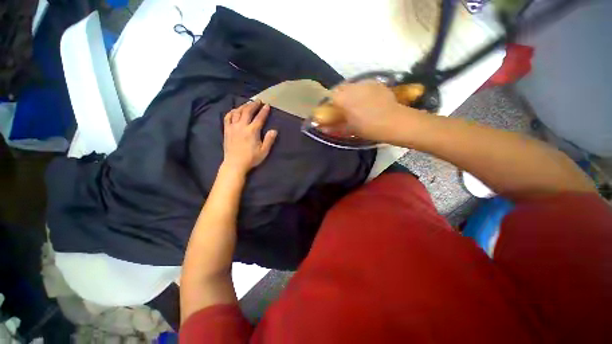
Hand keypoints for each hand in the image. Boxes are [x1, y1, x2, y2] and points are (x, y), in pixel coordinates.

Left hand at [222, 100, 276, 173]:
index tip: (267, 105)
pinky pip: (227, 117)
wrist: (235, 164)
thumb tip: (274, 130)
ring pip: (237, 112)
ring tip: (248, 104)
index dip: (264, 111)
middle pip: (248, 111)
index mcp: (252, 131)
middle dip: (254, 105)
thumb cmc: (251, 158)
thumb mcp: (264, 151)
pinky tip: (235, 111)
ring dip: (243, 106)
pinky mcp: (227, 130)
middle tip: (258, 101)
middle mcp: (242, 126)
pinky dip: (232, 112)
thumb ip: (269, 140)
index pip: (259, 118)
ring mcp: (233, 127)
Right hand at [330, 81, 424, 141]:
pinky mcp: (376, 83)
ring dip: (351, 94)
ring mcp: (365, 83)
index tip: (334, 111)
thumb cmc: (368, 127)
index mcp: (343, 98)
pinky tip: (368, 101)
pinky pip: (364, 86)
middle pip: (341, 88)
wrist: (394, 121)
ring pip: (352, 86)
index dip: (331, 103)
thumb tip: (323, 128)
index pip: (330, 96)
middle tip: (344, 108)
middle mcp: (352, 87)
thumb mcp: (349, 129)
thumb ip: (335, 126)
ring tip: (357, 104)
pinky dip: (362, 92)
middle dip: (340, 97)